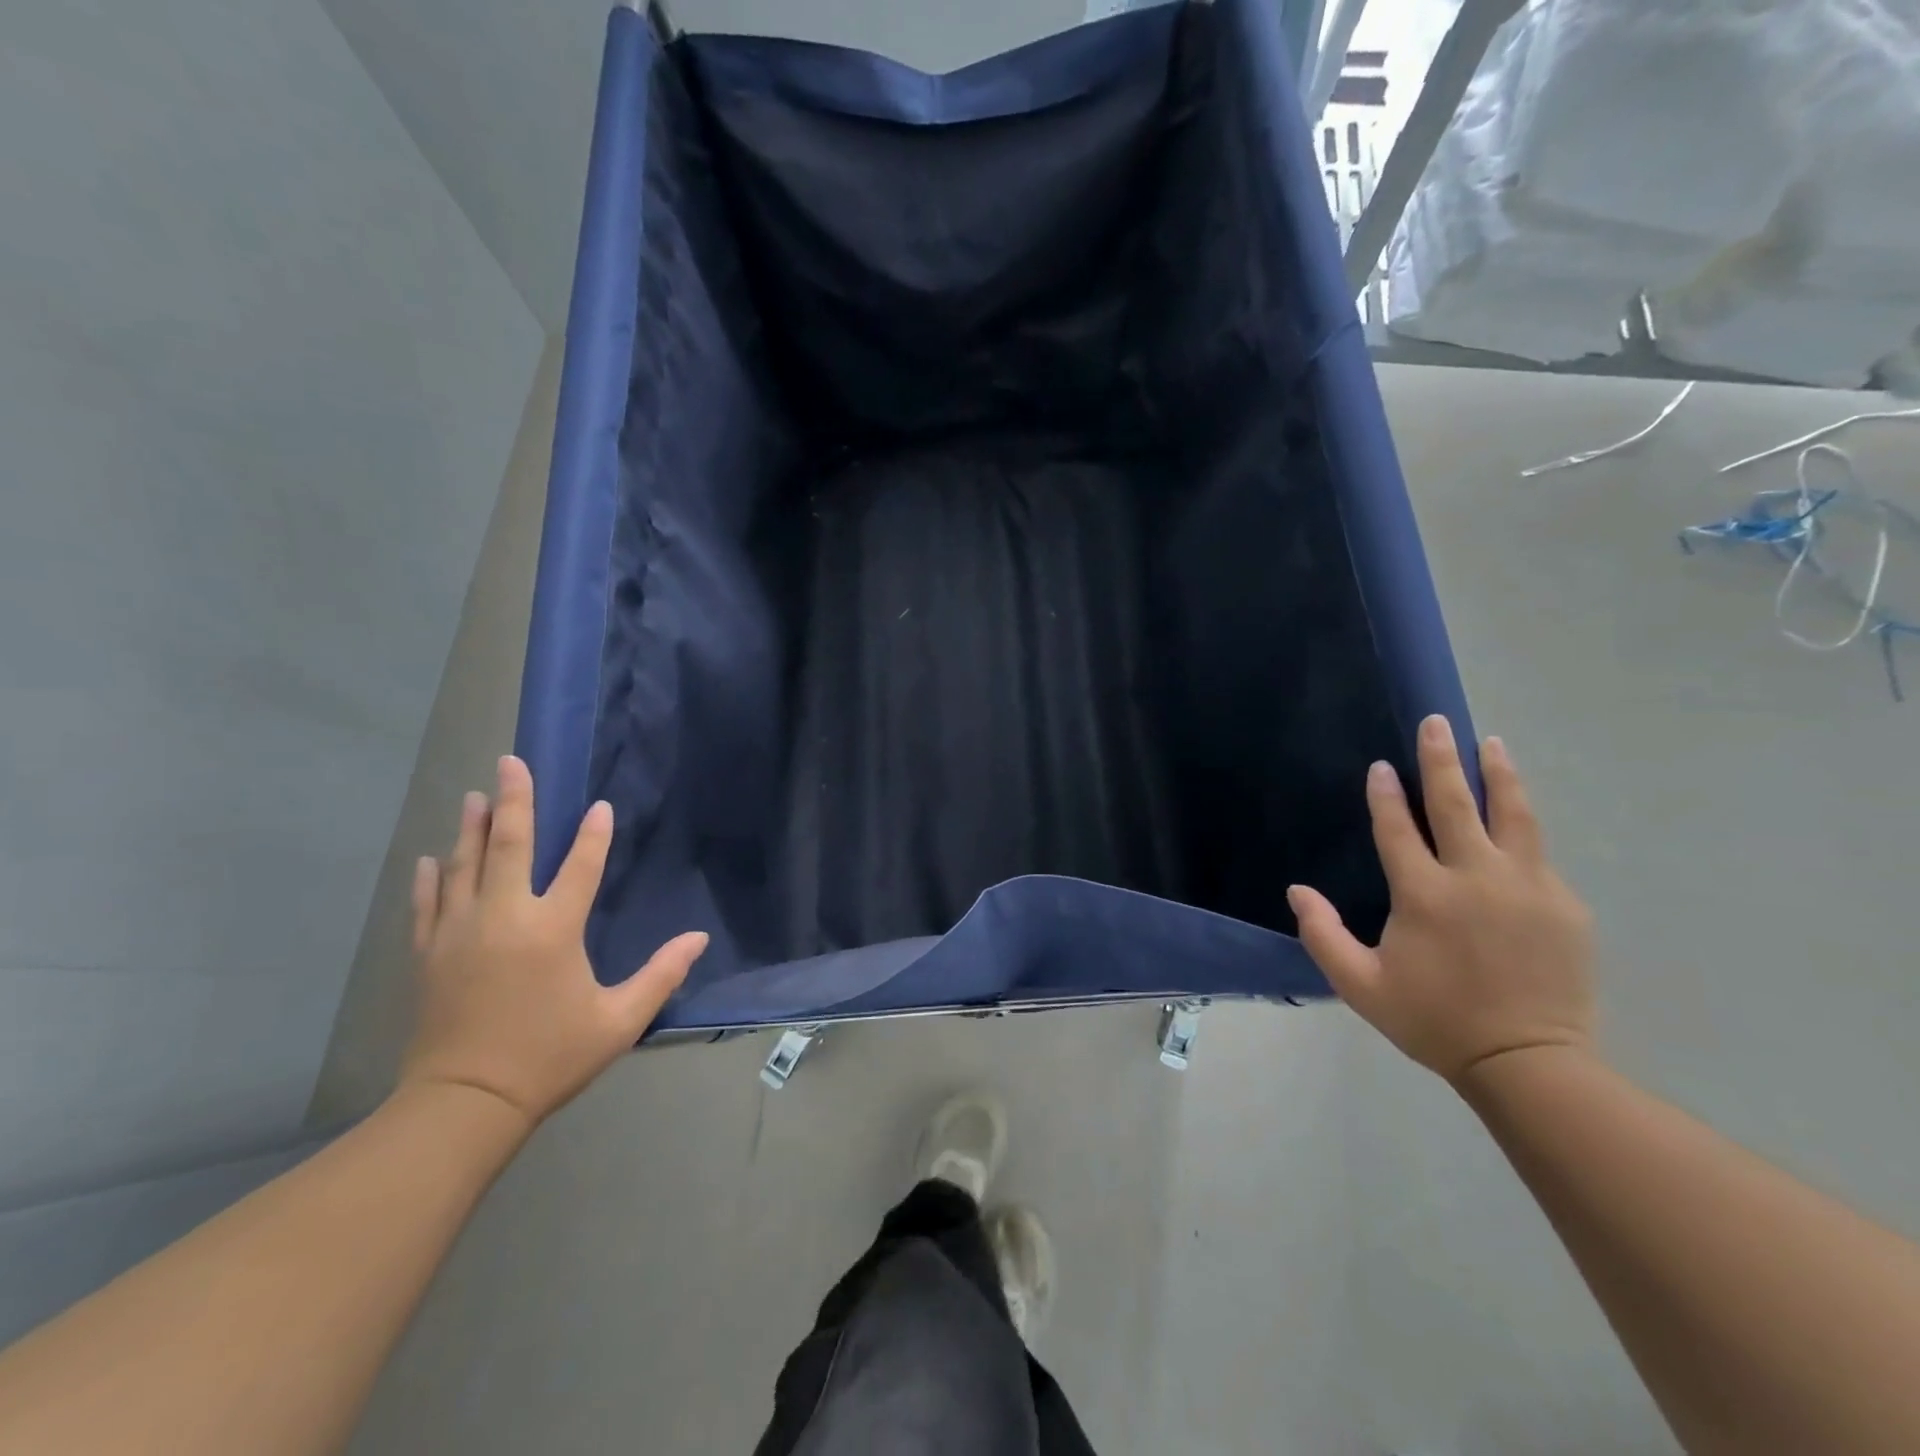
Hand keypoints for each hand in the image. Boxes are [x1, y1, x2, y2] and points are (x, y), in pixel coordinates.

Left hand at [400, 755, 707, 1129]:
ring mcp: (459, 933)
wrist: (464, 1104)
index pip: (580, 867)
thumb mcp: (619, 1020)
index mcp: (553, 930)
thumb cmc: (549, 1057)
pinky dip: (430, 878)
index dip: (594, 835)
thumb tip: (699, 938)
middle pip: (509, 846)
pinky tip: (430, 858)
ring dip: (472, 828)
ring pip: (464, 866)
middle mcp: (504, 918)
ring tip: (476, 796)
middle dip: (514, 800)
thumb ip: (661, 974)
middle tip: (511, 761)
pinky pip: (428, 904)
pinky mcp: (429, 955)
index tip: (600, 807)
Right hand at [1288, 716, 1595, 1086]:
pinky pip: (1537, 853)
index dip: (1384, 795)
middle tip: (1436, 723)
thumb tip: (1298, 890)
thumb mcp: (1361, 986)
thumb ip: (1323, 935)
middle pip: (1456, 803)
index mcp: (1424, 894)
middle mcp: (1475, 877)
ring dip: (1498, 774)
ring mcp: (1527, 887)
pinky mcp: (1563, 904)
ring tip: (1491, 743)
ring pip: (1512, 814)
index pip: (1398, 828)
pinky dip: (1521, 825)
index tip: (1380, 766)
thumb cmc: (1434, 1021)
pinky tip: (1514, 818)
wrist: (1529, 1063)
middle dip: (1441, 759)